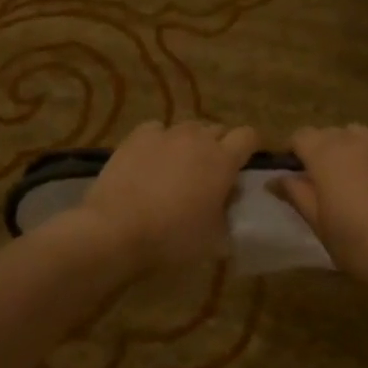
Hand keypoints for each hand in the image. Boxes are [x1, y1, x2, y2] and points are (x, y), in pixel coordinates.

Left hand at [69, 120, 258, 278]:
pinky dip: (159, 141)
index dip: (250, 147)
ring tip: (178, 167)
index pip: (249, 136)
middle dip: (219, 146)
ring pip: (188, 129)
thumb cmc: (172, 239)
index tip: (244, 164)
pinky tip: (150, 160)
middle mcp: (197, 138)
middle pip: (218, 129)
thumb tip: (229, 198)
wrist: (117, 230)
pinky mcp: (137, 136)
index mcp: (223, 160)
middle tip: (210, 173)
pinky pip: (157, 130)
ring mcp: (165, 134)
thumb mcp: (215, 237)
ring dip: (190, 143)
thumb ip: (228, 211)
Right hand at [272, 125, 367, 299]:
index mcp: (326, 153)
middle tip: (319, 186)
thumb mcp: (319, 224)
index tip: (292, 178)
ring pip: (355, 136)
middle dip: (318, 151)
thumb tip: (275, 179)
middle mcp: (354, 139)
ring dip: (346, 151)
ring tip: (350, 182)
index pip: (300, 136)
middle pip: (327, 133)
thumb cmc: (361, 244)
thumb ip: (296, 194)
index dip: (292, 153)